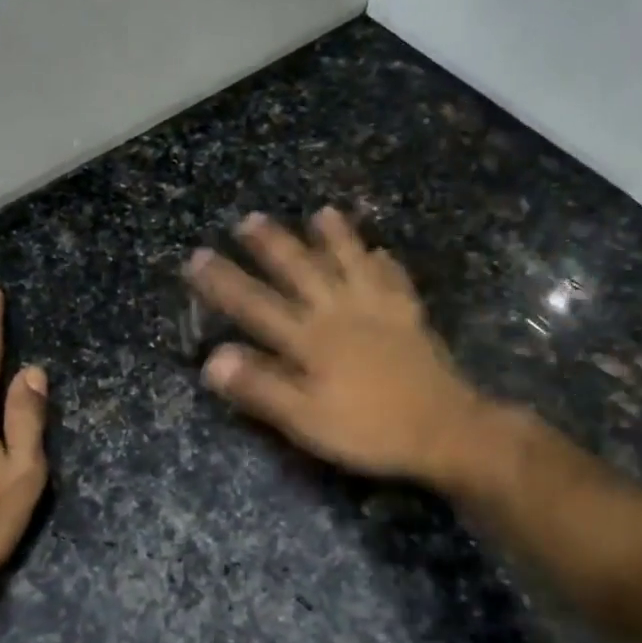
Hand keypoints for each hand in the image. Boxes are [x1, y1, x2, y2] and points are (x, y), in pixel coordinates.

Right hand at [185, 209, 487, 485]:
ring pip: (351, 262)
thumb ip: (261, 387)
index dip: (223, 282)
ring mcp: (378, 310)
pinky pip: (394, 280)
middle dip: (272, 244)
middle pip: (301, 270)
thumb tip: (213, 360)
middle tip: (250, 219)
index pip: (256, 305)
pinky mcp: (409, 317)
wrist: (444, 430)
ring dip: (334, 238)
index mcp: (310, 340)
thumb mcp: (306, 419)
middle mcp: (339, 313)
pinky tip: (382, 252)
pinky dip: (384, 263)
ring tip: (321, 212)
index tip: (197, 256)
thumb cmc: (369, 430)